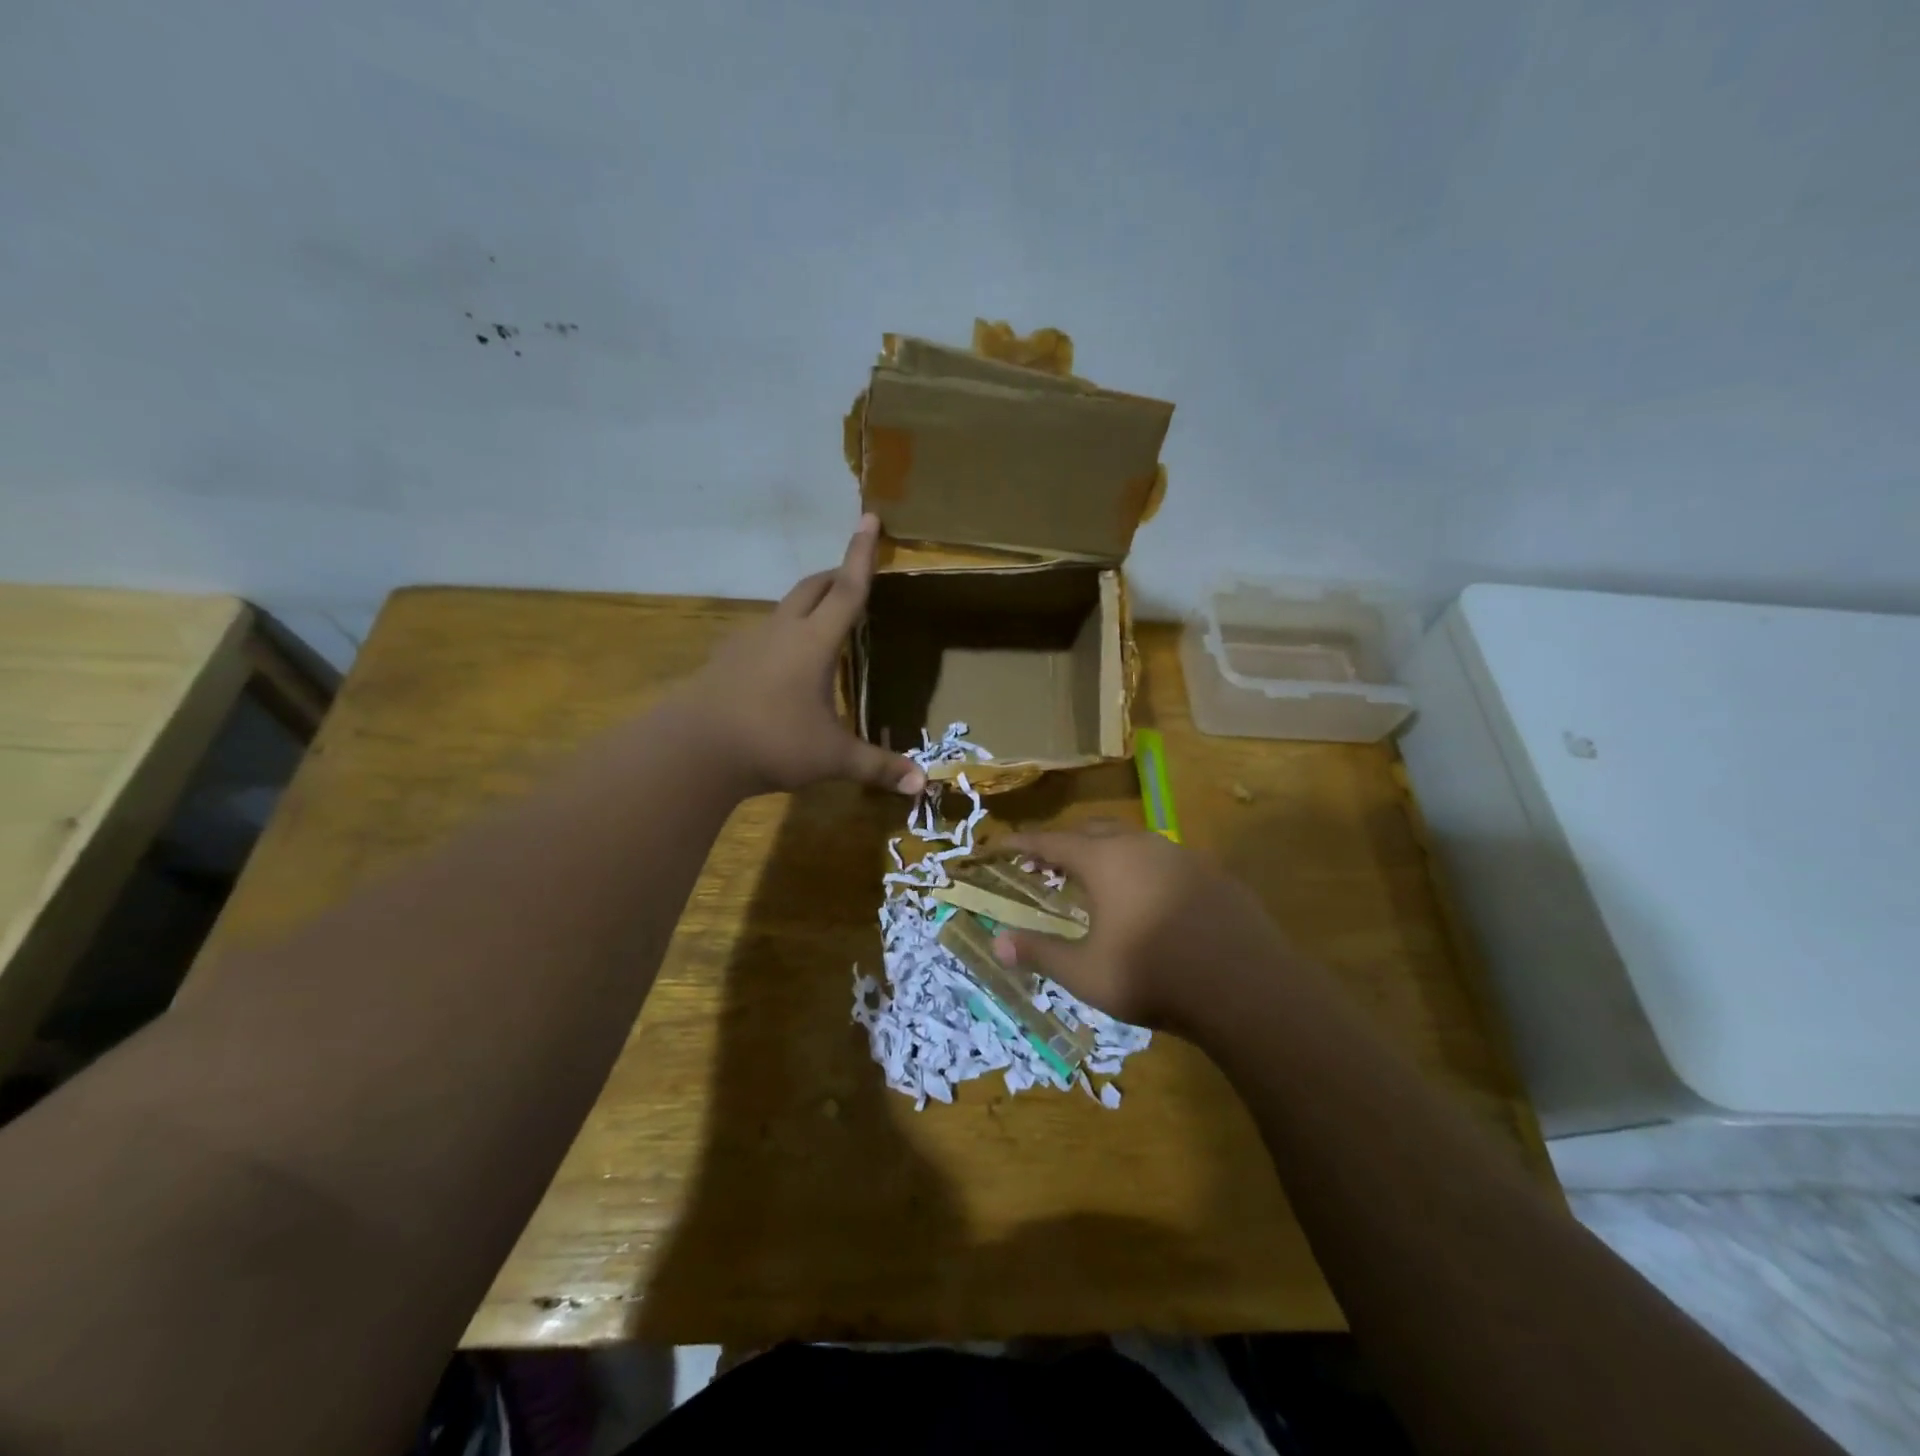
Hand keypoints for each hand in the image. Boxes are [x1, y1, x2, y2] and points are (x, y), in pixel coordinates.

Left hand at [674, 516, 926, 798]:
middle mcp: (782, 631)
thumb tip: (922, 785)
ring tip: (823, 622)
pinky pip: (762, 634)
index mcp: (814, 642)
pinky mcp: (726, 660)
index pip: (847, 590)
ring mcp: (749, 643)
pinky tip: (782, 662)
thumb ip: (877, 767)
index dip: (861, 555)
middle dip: (835, 575)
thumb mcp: (832, 758)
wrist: (692, 750)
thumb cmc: (772, 742)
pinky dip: (782, 634)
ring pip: (784, 608)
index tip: (867, 517)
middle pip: (812, 588)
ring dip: (807, 604)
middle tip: (852, 575)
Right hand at [991, 823, 1289, 1029]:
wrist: (1246, 987)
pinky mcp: (1212, 874)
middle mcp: (1141, 845)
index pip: (1050, 841)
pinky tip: (1147, 899)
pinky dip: (1141, 869)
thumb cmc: (1153, 975)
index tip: (997, 846)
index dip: (1021, 843)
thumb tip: (997, 943)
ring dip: (1106, 852)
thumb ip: (1040, 953)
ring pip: (1133, 840)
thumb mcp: (1086, 973)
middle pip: (1092, 830)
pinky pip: (1164, 860)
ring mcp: (1182, 855)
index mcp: (1105, 860)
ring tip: (1096, 879)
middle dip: (1065, 842)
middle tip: (1046, 862)